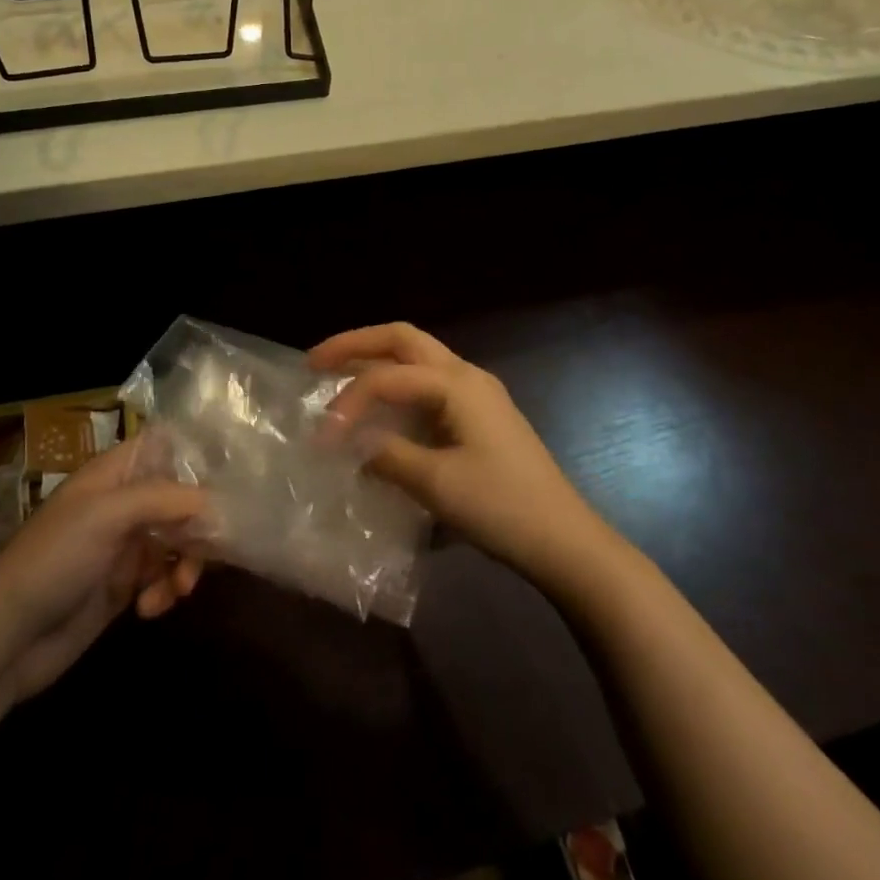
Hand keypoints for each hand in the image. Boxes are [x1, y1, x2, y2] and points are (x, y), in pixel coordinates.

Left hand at [0, 436, 207, 705]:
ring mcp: (125, 545)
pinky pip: (164, 577)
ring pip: (179, 541)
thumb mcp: (108, 515)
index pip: (167, 447)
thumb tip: (220, 504)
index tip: (232, 479)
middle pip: (182, 498)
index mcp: (116, 473)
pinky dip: (166, 590)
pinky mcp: (124, 586)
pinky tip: (150, 609)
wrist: (4, 639)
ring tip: (177, 589)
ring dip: (187, 563)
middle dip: (200, 524)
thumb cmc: (53, 559)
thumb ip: (166, 500)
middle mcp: (124, 503)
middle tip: (211, 551)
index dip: (198, 458)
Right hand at [311, 323, 612, 588]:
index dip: (348, 402)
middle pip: (403, 339)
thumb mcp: (436, 484)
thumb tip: (351, 444)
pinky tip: (380, 407)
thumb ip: (387, 456)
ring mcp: (477, 392)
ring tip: (338, 374)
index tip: (322, 438)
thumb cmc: (502, 508)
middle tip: (316, 362)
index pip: (387, 377)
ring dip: (377, 359)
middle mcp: (466, 375)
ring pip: (418, 357)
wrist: (564, 539)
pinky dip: (397, 384)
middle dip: (357, 344)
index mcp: (457, 384)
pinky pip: (429, 382)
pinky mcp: (480, 414)